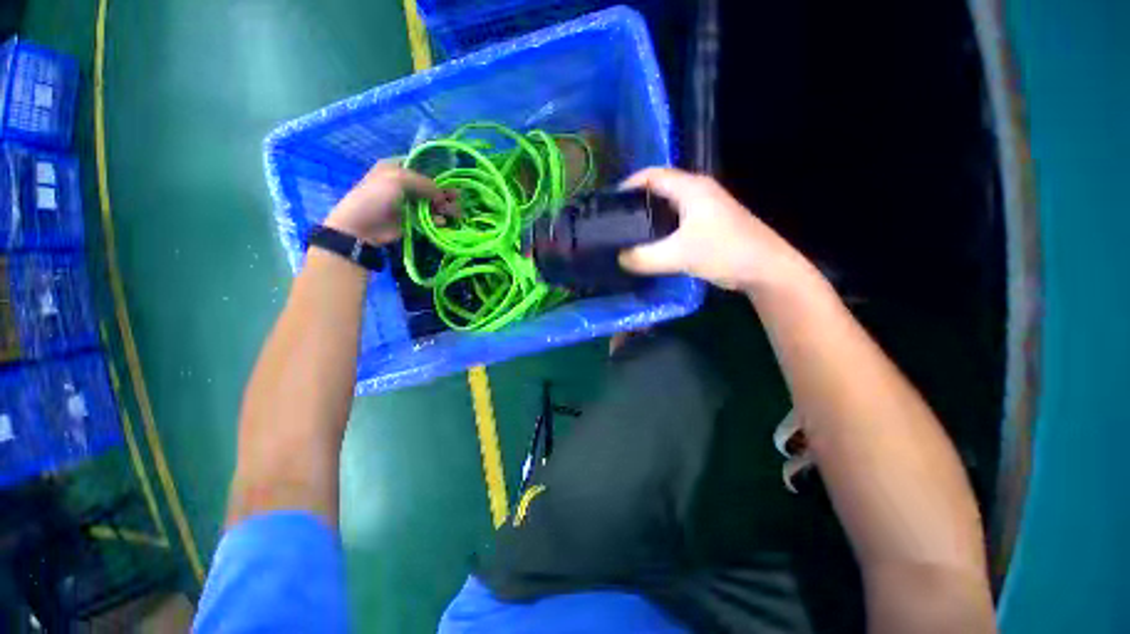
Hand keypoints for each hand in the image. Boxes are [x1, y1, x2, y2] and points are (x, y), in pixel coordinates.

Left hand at [325, 162, 454, 245]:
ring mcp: (409, 203)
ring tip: (453, 213)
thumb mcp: (398, 180)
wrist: (361, 226)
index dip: (438, 174)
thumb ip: (424, 183)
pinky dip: (438, 220)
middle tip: (457, 200)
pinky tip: (441, 223)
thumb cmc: (376, 197)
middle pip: (432, 186)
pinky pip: (430, 218)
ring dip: (445, 208)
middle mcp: (405, 184)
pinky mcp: (413, 219)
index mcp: (398, 168)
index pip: (424, 167)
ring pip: (434, 203)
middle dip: (446, 193)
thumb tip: (443, 195)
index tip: (452, 182)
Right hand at [618, 168, 814, 292]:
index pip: (653, 175)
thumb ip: (644, 257)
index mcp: (691, 188)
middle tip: (616, 219)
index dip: (629, 184)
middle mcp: (698, 192)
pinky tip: (652, 243)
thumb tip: (620, 258)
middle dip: (636, 201)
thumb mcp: (678, 255)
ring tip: (628, 232)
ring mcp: (706, 208)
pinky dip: (661, 227)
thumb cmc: (724, 252)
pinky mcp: (709, 224)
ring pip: (669, 206)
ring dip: (649, 216)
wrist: (765, 268)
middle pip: (660, 188)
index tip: (610, 201)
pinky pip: (677, 220)